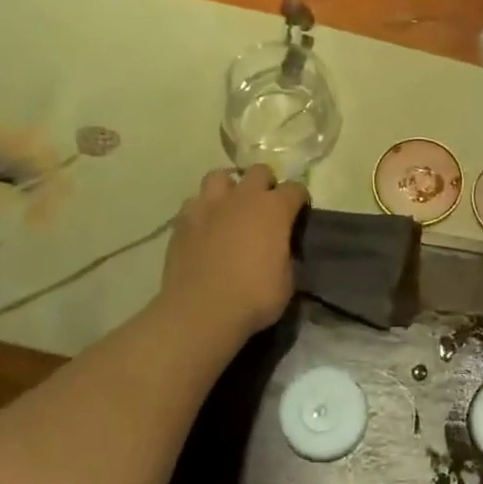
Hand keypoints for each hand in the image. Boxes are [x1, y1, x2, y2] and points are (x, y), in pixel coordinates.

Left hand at [160, 166, 308, 341]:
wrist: (201, 311)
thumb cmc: (254, 298)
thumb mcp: (287, 281)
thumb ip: (285, 254)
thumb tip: (281, 249)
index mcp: (274, 209)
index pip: (295, 189)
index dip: (299, 200)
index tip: (299, 213)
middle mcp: (242, 198)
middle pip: (259, 172)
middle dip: (265, 185)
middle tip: (265, 207)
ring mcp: (209, 205)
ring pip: (220, 176)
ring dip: (229, 188)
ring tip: (230, 208)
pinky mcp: (183, 220)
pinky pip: (194, 201)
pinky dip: (203, 209)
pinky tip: (205, 226)